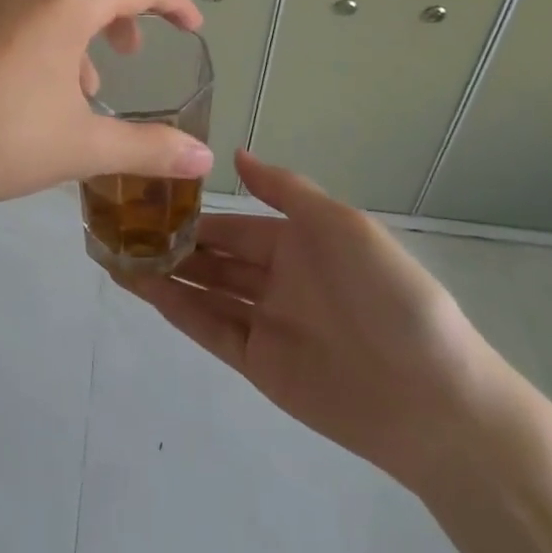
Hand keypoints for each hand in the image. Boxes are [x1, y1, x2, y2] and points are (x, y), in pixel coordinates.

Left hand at [0, 0, 214, 216]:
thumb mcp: (78, 147)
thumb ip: (148, 148)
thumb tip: (204, 158)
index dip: (174, 4)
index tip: (190, 29)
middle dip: (118, 9)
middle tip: (124, 57)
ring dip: (71, 19)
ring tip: (67, 82)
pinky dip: (29, 19)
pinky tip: (13, 74)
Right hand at [119, 150, 514, 490]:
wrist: (435, 398)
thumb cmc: (391, 295)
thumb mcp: (344, 225)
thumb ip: (286, 190)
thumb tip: (235, 154)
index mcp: (298, 243)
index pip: (232, 223)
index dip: (193, 211)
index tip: (148, 195)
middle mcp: (276, 279)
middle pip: (212, 256)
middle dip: (171, 241)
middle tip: (119, 225)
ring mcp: (265, 322)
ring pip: (203, 290)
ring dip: (164, 272)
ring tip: (116, 253)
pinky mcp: (258, 364)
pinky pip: (209, 328)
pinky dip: (176, 308)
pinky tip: (143, 287)